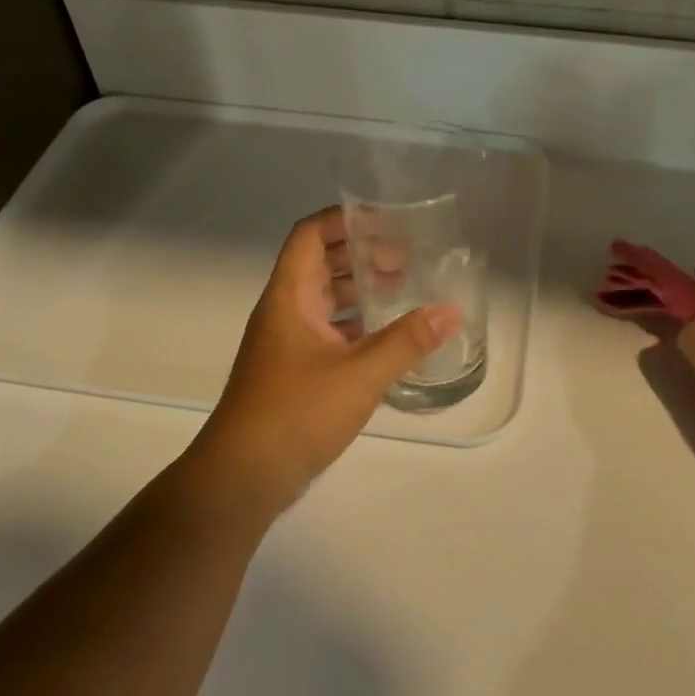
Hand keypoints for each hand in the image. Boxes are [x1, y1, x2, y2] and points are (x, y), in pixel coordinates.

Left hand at [193, 209, 460, 510]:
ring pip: (325, 301)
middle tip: (405, 260)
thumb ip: (407, 342)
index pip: (309, 235)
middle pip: (320, 265)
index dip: (344, 220)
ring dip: (360, 291)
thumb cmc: (296, 413)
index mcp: (289, 297)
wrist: (244, 475)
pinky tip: (386, 338)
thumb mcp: (360, 374)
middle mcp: (284, 313)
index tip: (386, 221)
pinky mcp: (294, 373)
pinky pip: (328, 333)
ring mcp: (286, 344)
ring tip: (403, 291)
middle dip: (360, 255)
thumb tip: (451, 312)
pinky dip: (356, 327)